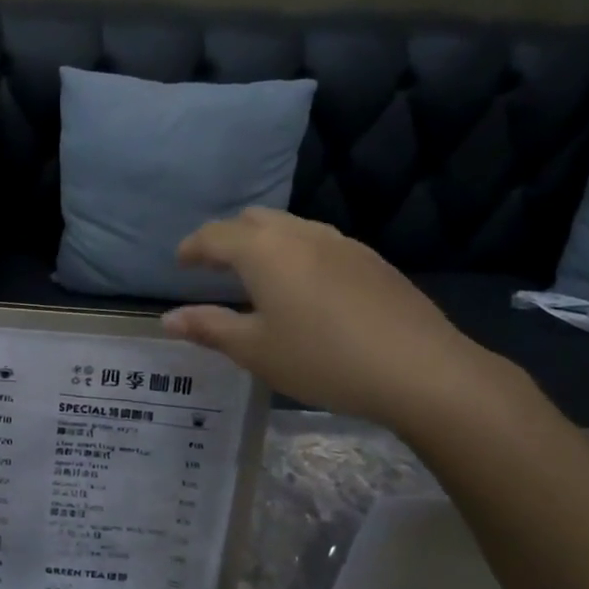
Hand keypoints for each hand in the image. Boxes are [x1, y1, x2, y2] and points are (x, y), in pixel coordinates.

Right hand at [161, 209, 511, 430]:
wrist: (420, 369)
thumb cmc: (322, 359)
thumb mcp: (255, 350)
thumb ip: (209, 328)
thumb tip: (168, 318)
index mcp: (264, 251)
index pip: (215, 235)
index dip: (192, 247)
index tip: (180, 264)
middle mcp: (300, 234)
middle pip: (253, 219)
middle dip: (228, 237)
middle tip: (215, 267)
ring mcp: (341, 243)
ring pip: (290, 226)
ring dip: (264, 243)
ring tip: (257, 277)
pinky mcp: (371, 259)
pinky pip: (319, 242)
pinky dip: (296, 253)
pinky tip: (305, 289)